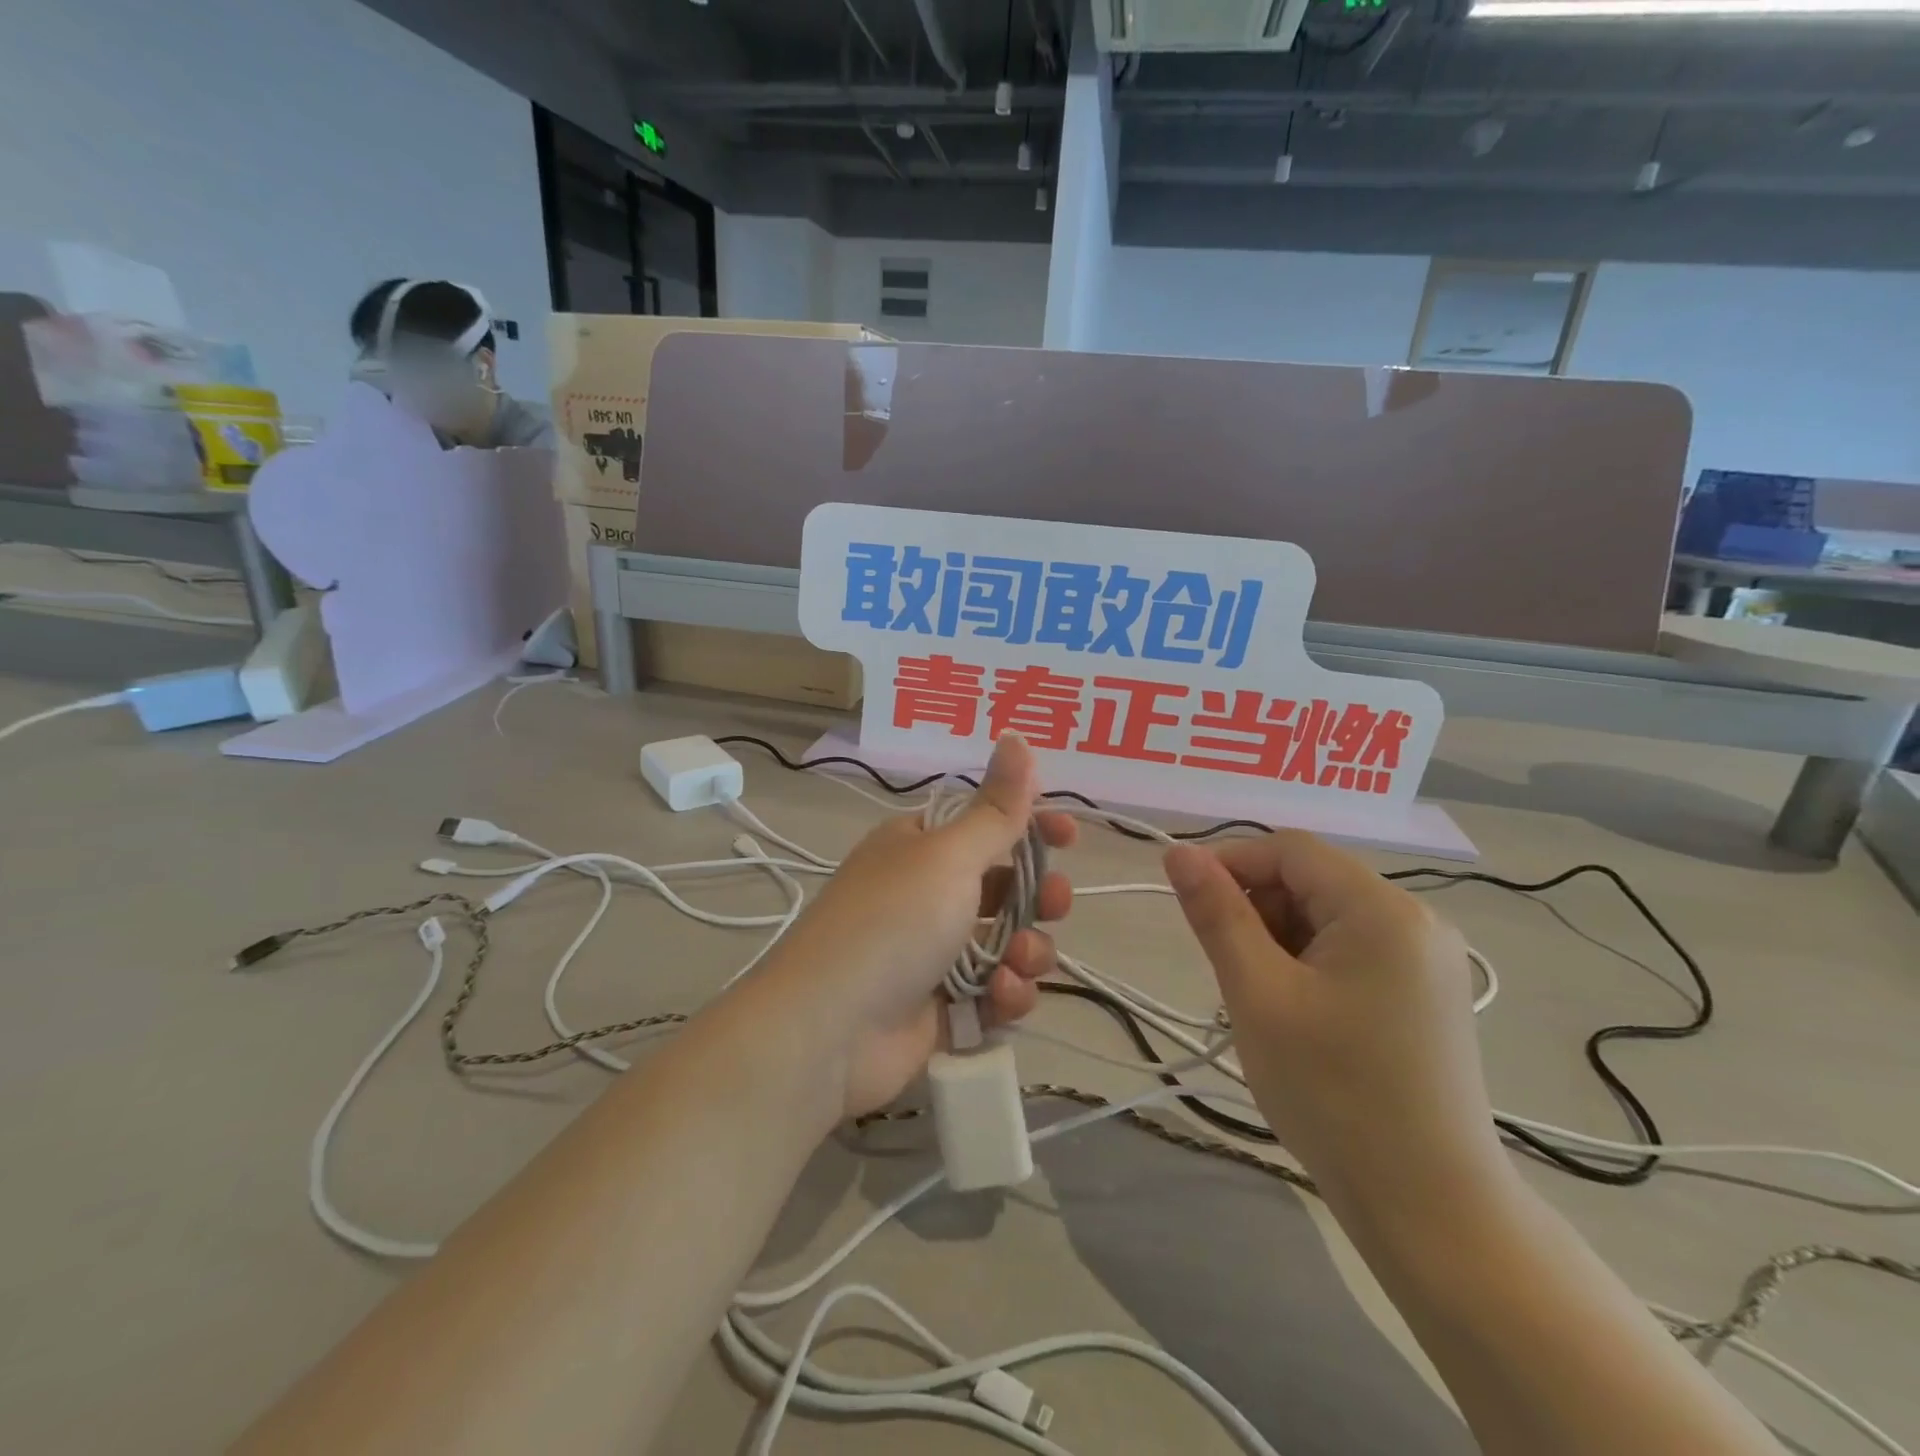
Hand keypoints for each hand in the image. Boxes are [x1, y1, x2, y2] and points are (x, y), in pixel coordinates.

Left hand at [758, 734, 1075, 1120]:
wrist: (831, 1029)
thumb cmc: (893, 921)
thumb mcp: (949, 855)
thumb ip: (996, 807)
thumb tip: (1017, 736)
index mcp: (920, 846)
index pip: (986, 823)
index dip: (1030, 825)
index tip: (1068, 834)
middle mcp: (927, 894)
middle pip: (1006, 886)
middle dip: (1039, 896)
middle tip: (1054, 903)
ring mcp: (935, 953)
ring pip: (1008, 943)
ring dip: (1027, 951)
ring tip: (1018, 962)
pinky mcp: (944, 1008)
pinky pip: (995, 992)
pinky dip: (1006, 995)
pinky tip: (1001, 998)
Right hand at [1163, 833, 1504, 1210]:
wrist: (1430, 1209)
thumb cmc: (1333, 1093)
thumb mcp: (1258, 995)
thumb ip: (1217, 915)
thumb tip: (1179, 853)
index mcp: (1382, 909)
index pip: (1289, 850)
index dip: (1231, 865)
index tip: (1190, 907)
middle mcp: (1417, 920)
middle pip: (1312, 881)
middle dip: (1259, 911)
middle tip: (1233, 974)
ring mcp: (1428, 959)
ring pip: (1328, 918)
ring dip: (1281, 942)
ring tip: (1265, 1004)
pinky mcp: (1428, 993)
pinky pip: (1352, 950)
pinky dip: (1311, 966)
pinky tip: (1300, 1018)